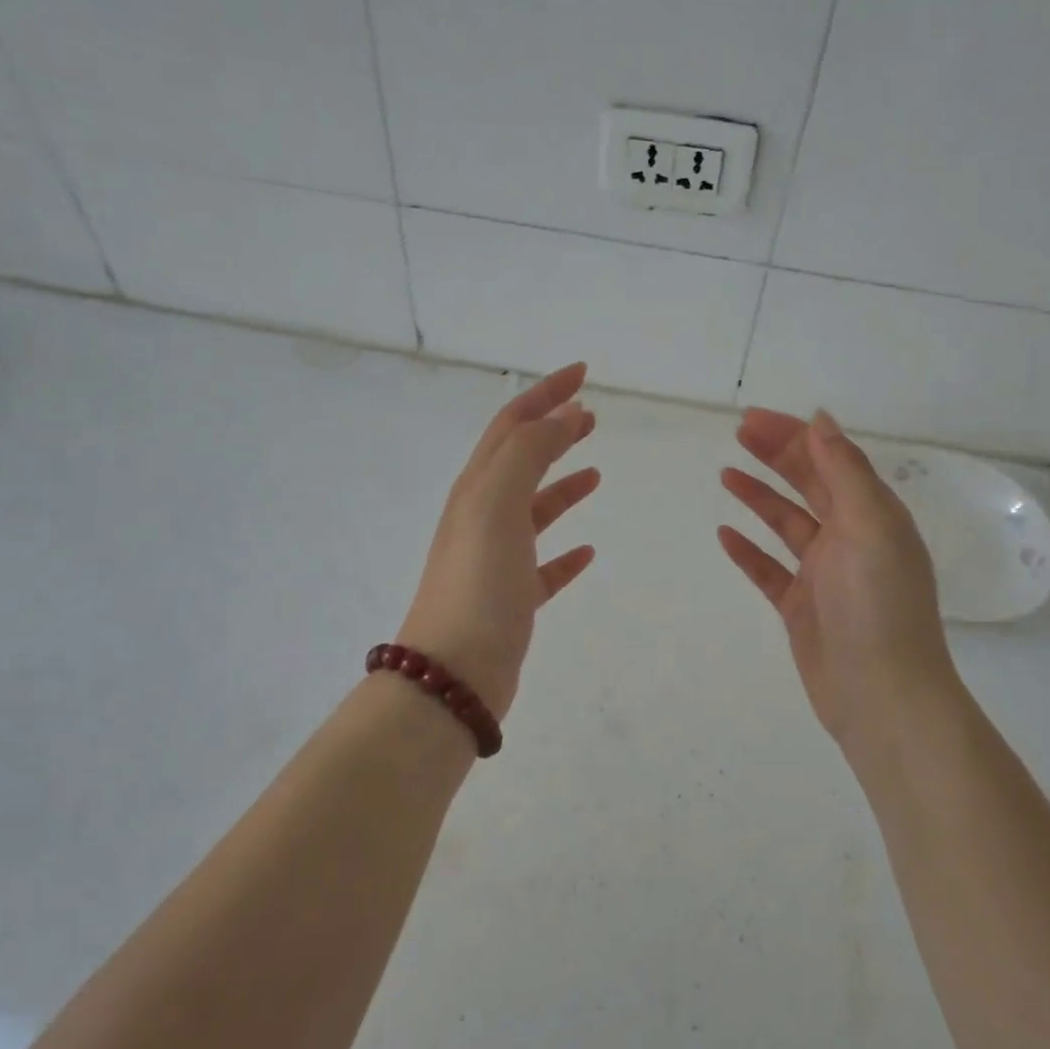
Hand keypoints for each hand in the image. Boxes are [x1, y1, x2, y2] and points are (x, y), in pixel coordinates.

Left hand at [397, 362, 599, 719]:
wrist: (454, 674)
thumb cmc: (478, 583)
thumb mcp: (498, 503)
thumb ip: (529, 453)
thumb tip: (563, 416)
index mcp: (476, 489)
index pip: (512, 425)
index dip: (545, 394)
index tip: (582, 374)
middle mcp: (481, 517)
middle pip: (521, 461)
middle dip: (554, 432)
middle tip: (592, 416)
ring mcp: (495, 560)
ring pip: (533, 511)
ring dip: (562, 486)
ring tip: (595, 474)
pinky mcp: (512, 600)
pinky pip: (543, 566)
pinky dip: (565, 552)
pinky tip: (588, 551)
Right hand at [719, 409, 959, 752]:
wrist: (880, 694)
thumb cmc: (879, 606)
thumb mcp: (870, 527)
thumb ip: (845, 472)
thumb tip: (822, 419)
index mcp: (873, 516)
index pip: (831, 460)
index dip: (794, 435)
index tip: (754, 419)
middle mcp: (850, 539)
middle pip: (809, 485)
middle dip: (775, 456)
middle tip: (737, 434)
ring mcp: (824, 574)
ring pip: (786, 524)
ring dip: (759, 497)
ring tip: (726, 474)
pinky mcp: (801, 606)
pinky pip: (770, 570)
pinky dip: (749, 551)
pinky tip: (725, 536)